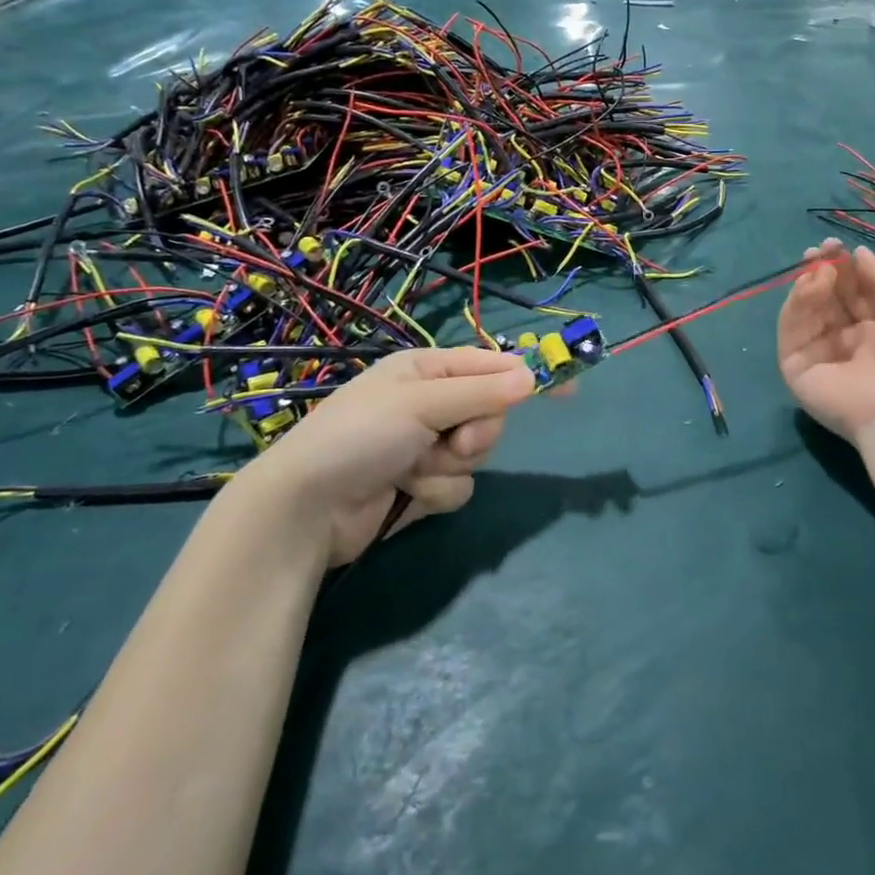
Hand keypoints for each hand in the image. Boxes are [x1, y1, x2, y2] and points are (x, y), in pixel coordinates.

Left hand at [253, 347, 535, 565]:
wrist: (307, 508)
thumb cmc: (360, 437)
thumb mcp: (420, 403)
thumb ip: (480, 393)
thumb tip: (533, 377)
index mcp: (426, 370)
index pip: (491, 366)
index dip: (527, 376)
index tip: (567, 389)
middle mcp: (429, 403)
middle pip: (490, 412)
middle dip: (476, 432)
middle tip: (453, 442)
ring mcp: (425, 446)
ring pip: (477, 453)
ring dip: (451, 466)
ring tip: (414, 470)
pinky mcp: (422, 485)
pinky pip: (458, 485)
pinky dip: (436, 491)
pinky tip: (406, 493)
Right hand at [777, 240, 874, 445]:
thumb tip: (858, 253)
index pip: (853, 293)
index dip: (844, 268)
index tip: (835, 245)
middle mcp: (848, 341)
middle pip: (827, 299)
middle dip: (822, 270)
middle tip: (819, 250)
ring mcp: (820, 354)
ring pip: (806, 311)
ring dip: (811, 284)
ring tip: (821, 269)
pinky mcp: (796, 367)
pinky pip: (791, 330)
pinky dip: (796, 304)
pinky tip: (810, 285)